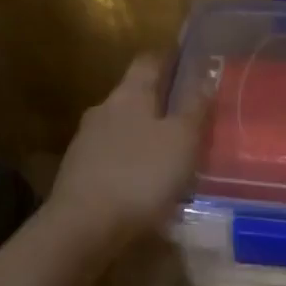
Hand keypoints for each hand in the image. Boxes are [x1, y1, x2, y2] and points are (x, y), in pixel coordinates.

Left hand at [47, 54, 206, 246]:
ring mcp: (86, 142)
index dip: (169, 58)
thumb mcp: (181, 140)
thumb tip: (206, 74)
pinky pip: (113, 156)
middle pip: (134, 94)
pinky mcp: (79, 172)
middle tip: (188, 113)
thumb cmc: (140, 175)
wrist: (84, 227)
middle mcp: (103, 110)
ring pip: (123, 126)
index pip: (148, 60)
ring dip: (145, 133)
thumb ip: (194, 106)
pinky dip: (131, 160)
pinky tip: (145, 179)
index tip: (189, 60)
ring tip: (170, 151)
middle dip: (159, 100)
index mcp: (128, 95)